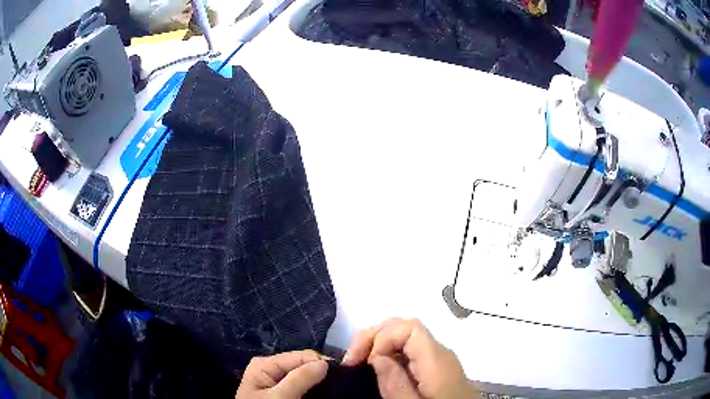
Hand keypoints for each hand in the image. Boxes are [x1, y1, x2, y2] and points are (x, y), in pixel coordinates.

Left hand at [236, 350, 327, 398]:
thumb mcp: (279, 397)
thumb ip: (299, 379)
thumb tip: (324, 362)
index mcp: (265, 363)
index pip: (301, 356)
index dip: (321, 364)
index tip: (339, 375)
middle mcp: (271, 368)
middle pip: (303, 365)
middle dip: (319, 373)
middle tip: (336, 385)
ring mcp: (277, 380)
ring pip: (305, 376)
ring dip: (317, 382)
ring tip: (331, 389)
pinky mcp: (283, 391)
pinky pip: (302, 385)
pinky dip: (312, 389)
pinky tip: (320, 393)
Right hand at [343, 318, 475, 398]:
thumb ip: (395, 384)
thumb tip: (377, 356)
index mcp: (436, 360)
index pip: (409, 327)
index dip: (382, 337)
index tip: (365, 361)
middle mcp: (440, 353)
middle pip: (406, 326)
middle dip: (375, 336)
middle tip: (353, 359)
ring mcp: (439, 359)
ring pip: (406, 336)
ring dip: (379, 343)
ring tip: (360, 361)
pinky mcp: (436, 367)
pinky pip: (410, 350)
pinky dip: (389, 352)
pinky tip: (378, 367)